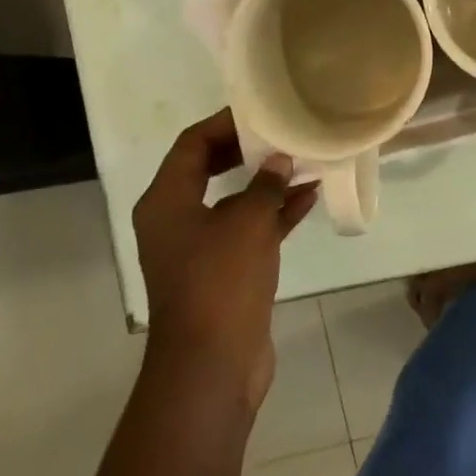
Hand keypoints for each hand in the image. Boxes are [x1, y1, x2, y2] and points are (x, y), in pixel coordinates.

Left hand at [131, 108, 318, 411]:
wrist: (213, 364)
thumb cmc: (220, 283)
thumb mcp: (247, 223)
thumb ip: (265, 185)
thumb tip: (279, 161)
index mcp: (166, 201)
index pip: (192, 144)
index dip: (226, 122)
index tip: (264, 110)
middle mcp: (177, 219)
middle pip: (211, 168)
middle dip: (249, 150)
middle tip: (286, 132)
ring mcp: (200, 247)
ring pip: (234, 200)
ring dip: (268, 182)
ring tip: (307, 160)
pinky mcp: (224, 271)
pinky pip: (250, 229)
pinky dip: (275, 213)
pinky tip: (309, 198)